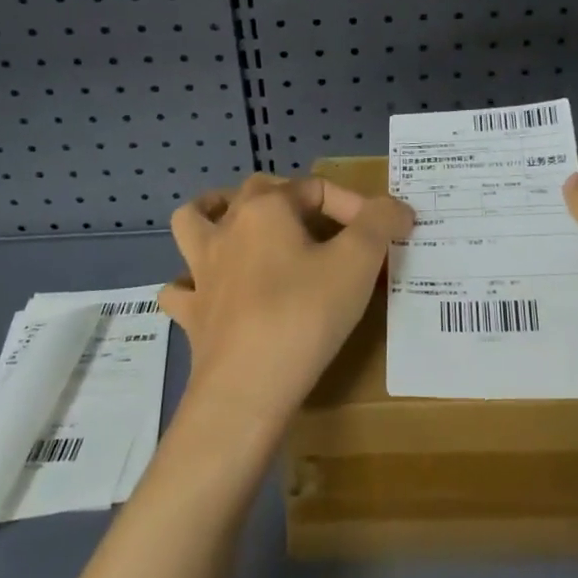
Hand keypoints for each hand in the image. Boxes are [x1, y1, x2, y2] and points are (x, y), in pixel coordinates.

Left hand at [163, 174, 413, 430]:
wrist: (247, 389)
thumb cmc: (305, 315)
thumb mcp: (358, 262)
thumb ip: (380, 223)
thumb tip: (396, 208)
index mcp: (267, 208)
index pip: (317, 187)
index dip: (355, 206)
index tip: (383, 236)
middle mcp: (228, 228)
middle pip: (256, 191)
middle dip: (291, 199)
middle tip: (323, 228)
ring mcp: (202, 271)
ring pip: (194, 222)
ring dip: (214, 216)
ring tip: (240, 227)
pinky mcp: (192, 313)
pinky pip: (182, 288)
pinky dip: (193, 284)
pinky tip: (213, 293)